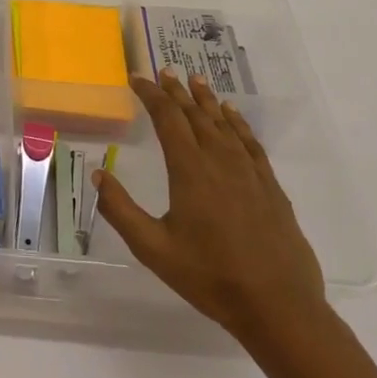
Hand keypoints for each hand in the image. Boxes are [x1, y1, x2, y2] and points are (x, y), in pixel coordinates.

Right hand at [93, 72, 325, 343]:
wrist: (278, 306)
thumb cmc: (210, 277)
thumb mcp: (153, 248)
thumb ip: (121, 210)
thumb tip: (98, 173)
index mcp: (190, 171)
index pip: (168, 119)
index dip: (151, 95)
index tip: (137, 79)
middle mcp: (220, 161)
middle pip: (196, 115)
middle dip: (177, 91)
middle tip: (164, 71)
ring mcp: (249, 173)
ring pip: (225, 124)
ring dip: (207, 100)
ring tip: (196, 80)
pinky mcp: (270, 187)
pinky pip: (250, 142)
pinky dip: (238, 123)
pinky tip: (233, 116)